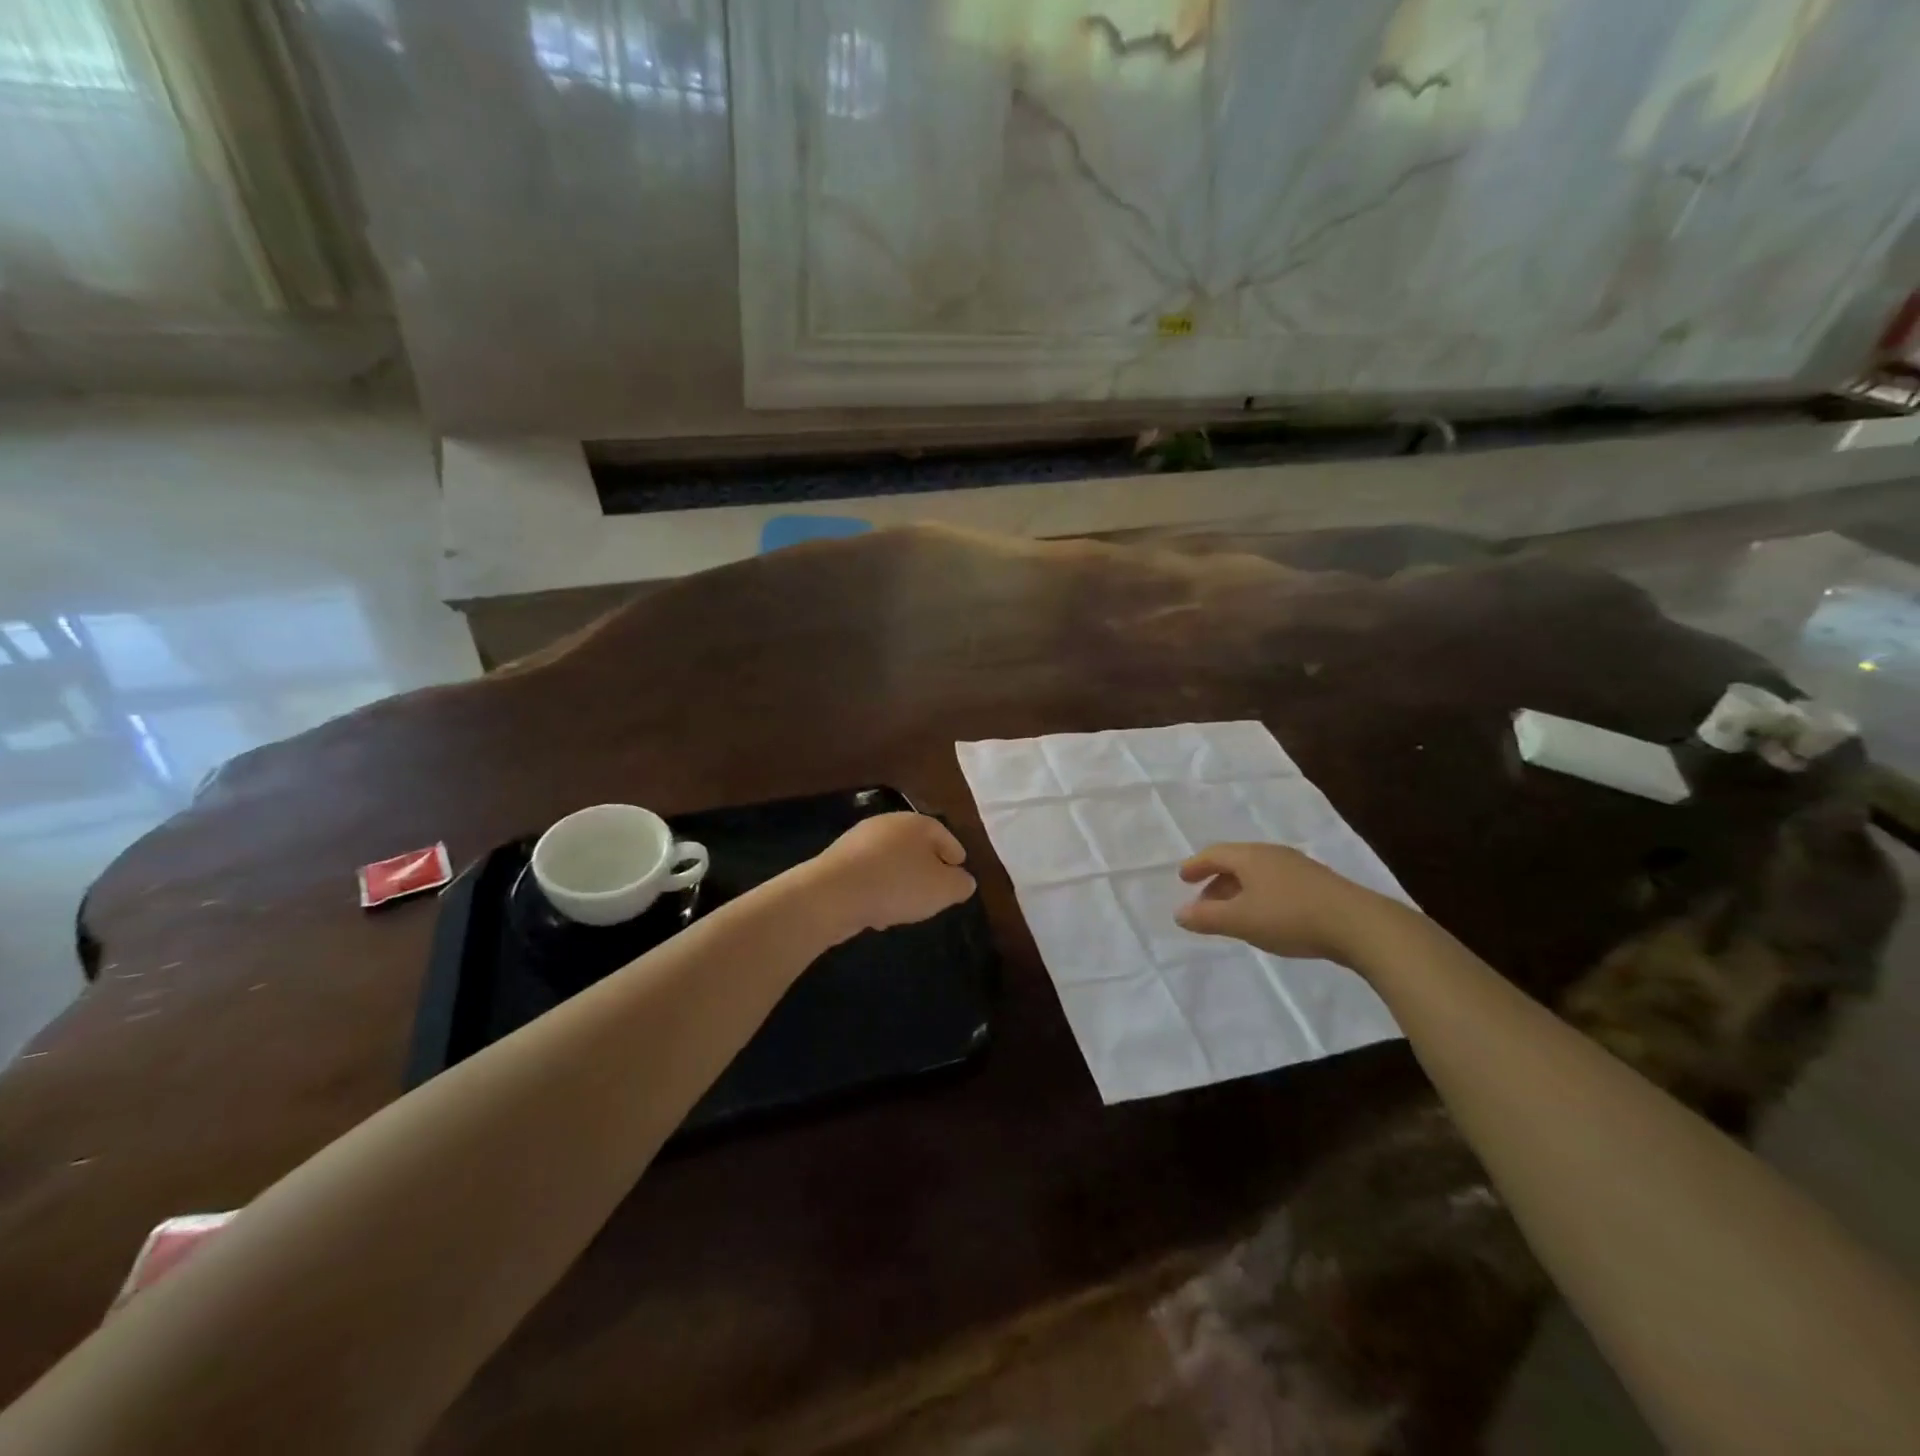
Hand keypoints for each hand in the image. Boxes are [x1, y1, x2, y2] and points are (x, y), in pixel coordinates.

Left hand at [802, 813, 976, 940]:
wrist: (832, 894)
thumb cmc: (897, 885)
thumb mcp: (943, 889)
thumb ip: (960, 884)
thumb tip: (964, 880)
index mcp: (917, 823)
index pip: (944, 835)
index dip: (955, 856)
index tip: (959, 872)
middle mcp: (888, 824)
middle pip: (916, 846)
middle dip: (926, 868)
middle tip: (935, 891)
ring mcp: (859, 840)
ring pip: (891, 861)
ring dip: (901, 881)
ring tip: (907, 907)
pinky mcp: (838, 861)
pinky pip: (869, 875)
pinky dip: (878, 889)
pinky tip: (879, 912)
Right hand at [1176, 843, 1394, 965]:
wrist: (1359, 925)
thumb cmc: (1290, 917)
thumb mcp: (1241, 921)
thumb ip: (1207, 917)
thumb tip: (1179, 913)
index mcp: (1250, 857)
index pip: (1215, 854)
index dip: (1196, 865)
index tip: (1183, 878)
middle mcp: (1272, 854)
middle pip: (1236, 861)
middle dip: (1216, 880)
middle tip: (1204, 902)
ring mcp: (1298, 867)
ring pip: (1257, 873)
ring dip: (1238, 890)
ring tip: (1233, 913)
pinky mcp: (1317, 884)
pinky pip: (1276, 882)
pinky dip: (1259, 894)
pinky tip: (1265, 916)